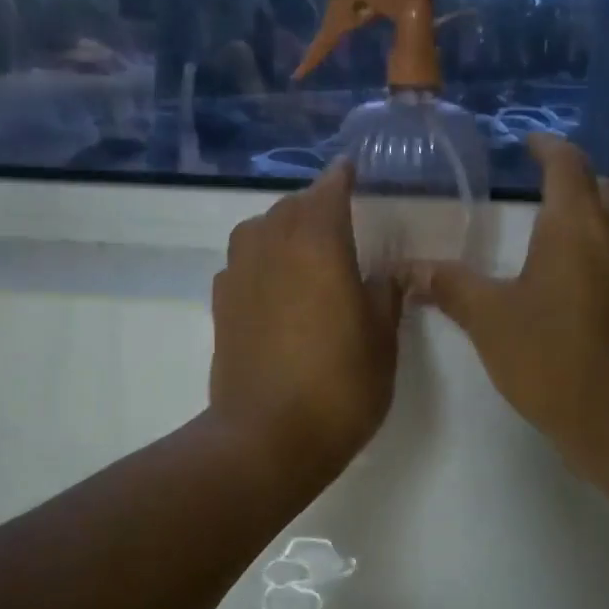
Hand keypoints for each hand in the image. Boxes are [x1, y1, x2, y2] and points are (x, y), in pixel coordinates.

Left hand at [209, 160, 402, 478]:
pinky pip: (241, 262)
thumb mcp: (382, 341)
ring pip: (258, 230)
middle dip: (314, 204)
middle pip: (290, 206)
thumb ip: (386, 296)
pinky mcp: (221, 306)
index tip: (352, 170)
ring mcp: (239, 276)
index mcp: (318, 244)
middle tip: (338, 219)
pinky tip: (274, 285)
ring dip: (282, 228)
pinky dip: (259, 259)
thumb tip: (387, 274)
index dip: (342, 178)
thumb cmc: (339, 387)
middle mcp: (271, 246)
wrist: (267, 437)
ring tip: (304, 248)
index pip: (329, 191)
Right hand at [413, 134, 608, 472]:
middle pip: (603, 189)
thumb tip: (407, 269)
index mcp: (575, 224)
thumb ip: (450, 286)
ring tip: (584, 242)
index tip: (532, 144)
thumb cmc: (551, 359)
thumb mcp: (489, 321)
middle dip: (577, 187)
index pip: (566, 164)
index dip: (547, 147)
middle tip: (549, 203)